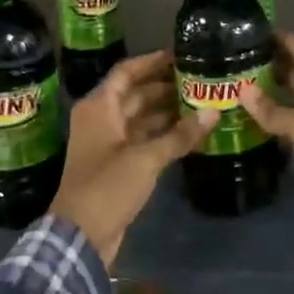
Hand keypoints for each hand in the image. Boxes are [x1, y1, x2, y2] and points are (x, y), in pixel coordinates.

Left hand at [51, 51, 213, 268]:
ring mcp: (108, 143)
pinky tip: (189, 132)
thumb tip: (213, 112)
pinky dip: (163, 134)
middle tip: (199, 80)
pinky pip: (142, 139)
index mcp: (99, 107)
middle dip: (165, 87)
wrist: (80, 237)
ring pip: (140, 118)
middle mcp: (101, 119)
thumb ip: (180, 135)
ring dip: (166, 111)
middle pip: (135, 94)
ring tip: (201, 103)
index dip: (151, 62)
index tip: (180, 55)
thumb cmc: (107, 187)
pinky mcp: (117, 165)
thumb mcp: (146, 159)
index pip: (126, 72)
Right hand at [239, 34, 293, 243]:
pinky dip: (271, 118)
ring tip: (227, 86)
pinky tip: (244, 119)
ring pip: (288, 95)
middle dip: (262, 63)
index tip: (240, 31)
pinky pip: (290, 121)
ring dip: (264, 92)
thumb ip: (274, 110)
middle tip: (224, 62)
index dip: (273, 36)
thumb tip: (243, 91)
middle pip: (291, 68)